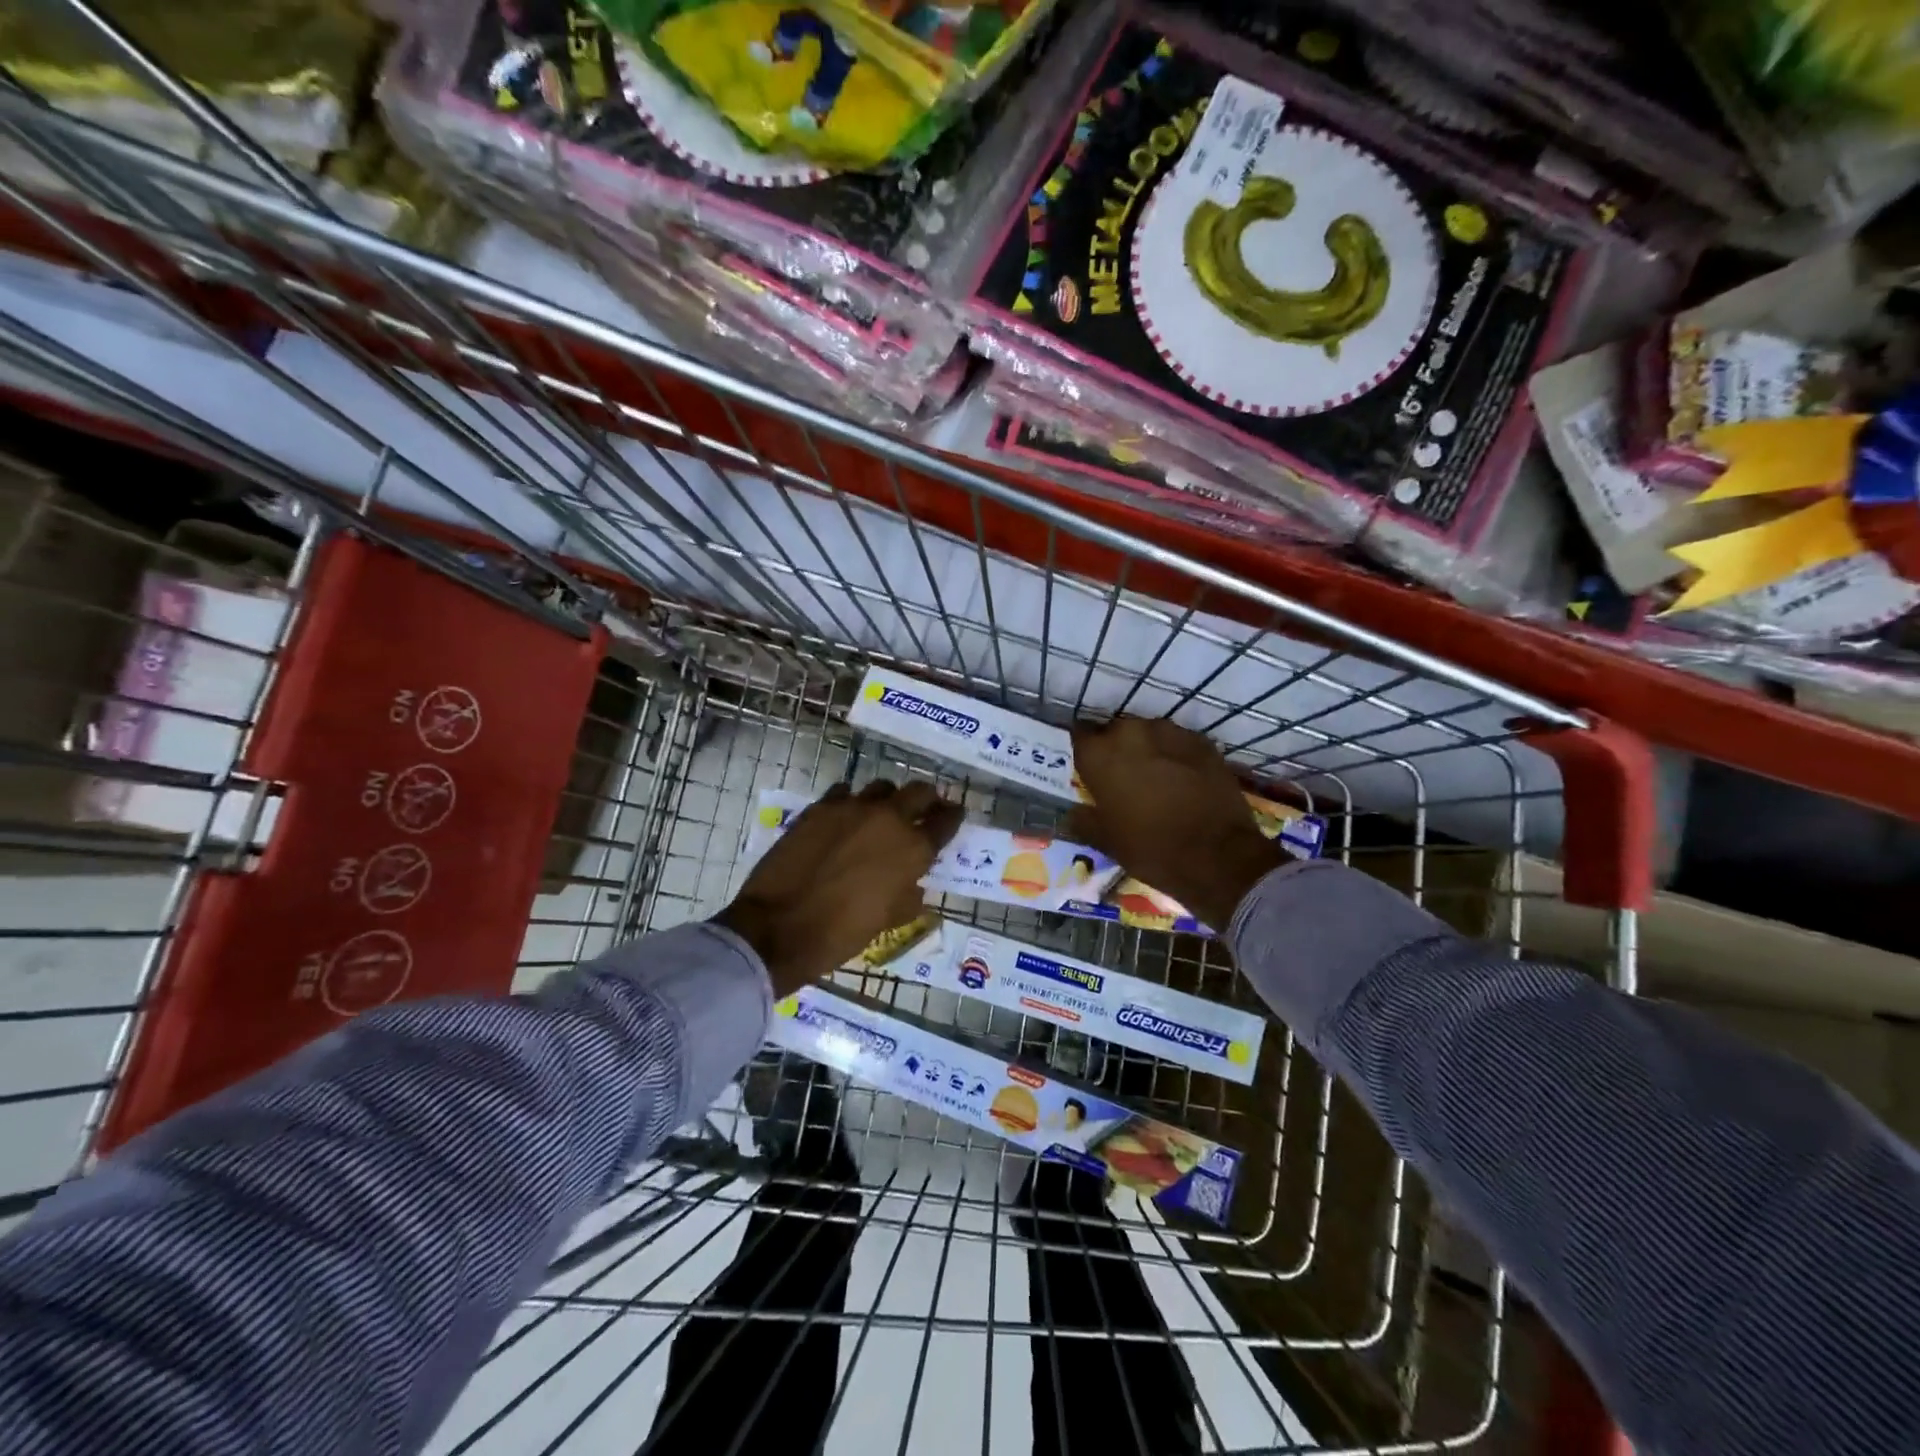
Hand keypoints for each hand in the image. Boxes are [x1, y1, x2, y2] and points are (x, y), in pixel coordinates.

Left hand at [716, 780, 962, 998]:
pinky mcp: (820, 807)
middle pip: (919, 792)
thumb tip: (914, 888)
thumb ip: (908, 897)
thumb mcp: (887, 921)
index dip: (953, 816)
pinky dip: (850, 802)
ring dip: (888, 799)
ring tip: (882, 814)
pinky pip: (844, 793)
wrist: (779, 928)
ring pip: (882, 787)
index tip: (954, 815)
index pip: (946, 822)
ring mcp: (852, 808)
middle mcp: (889, 819)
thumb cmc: (841, 933)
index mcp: (913, 849)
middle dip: (927, 798)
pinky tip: (844, 818)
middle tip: (925, 809)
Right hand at [1066, 717, 1283, 931]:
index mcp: (1100, 754)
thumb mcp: (1106, 841)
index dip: (1083, 751)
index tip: (1087, 768)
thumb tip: (1073, 813)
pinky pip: (1178, 743)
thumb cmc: (1151, 849)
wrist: (1218, 856)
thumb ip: (1083, 820)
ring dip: (1147, 750)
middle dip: (1116, 750)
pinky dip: (1175, 755)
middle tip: (1121, 778)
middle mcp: (1131, 732)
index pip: (1079, 735)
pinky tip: (1182, 779)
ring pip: (1148, 734)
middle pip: (1115, 732)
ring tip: (1154, 777)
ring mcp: (1170, 733)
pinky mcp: (1202, 742)